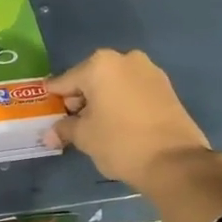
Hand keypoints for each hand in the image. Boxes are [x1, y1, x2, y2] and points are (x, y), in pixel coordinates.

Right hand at [44, 50, 221, 221]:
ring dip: (103, 100)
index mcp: (99, 65)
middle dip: (81, 99)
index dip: (54, 99)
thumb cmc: (120, 142)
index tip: (47, 112)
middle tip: (74, 124)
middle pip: (91, 78)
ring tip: (98, 126)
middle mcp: (125, 59)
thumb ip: (64, 129)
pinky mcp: (167, 87)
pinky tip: (120, 124)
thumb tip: (49, 135)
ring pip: (114, 84)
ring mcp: (150, 71)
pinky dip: (123, 103)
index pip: (65, 81)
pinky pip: (133, 91)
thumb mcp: (85, 137)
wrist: (174, 162)